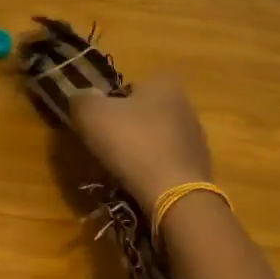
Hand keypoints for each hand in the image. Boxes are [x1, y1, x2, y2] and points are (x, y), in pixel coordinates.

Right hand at [70, 78, 213, 211]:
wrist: (173, 193)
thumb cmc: (132, 142)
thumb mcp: (91, 114)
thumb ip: (81, 99)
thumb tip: (83, 98)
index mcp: (164, 85)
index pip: (130, 86)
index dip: (110, 102)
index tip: (98, 121)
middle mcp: (185, 105)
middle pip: (143, 112)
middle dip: (126, 126)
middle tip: (104, 144)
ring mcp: (195, 138)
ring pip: (155, 138)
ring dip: (139, 149)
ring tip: (120, 168)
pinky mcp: (198, 167)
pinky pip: (166, 162)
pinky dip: (152, 169)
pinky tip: (139, 182)